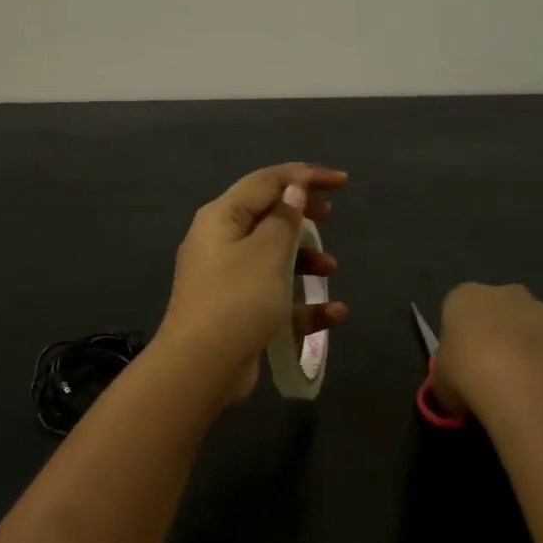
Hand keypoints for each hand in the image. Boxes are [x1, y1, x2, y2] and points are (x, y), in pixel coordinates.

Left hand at [160, 163, 349, 401]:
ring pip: (273, 258)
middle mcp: (220, 242)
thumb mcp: (267, 253)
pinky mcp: (237, 311)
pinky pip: (274, 296)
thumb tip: (293, 189)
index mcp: (221, 217)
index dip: (304, 176)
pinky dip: (302, 302)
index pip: (266, 182)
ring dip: (305, 260)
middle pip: (267, 216)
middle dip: (303, 216)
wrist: (201, 367)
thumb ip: (285, 218)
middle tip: (331, 215)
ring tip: (330, 270)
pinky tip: (333, 314)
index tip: (342, 182)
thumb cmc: (237, 299)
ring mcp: (227, 278)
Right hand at [430, 283, 542, 422]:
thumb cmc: (471, 377)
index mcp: (467, 298)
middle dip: (502, 337)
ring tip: (533, 391)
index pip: (459, 310)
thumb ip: (448, 379)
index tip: (463, 366)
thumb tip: (457, 395)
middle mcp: (510, 294)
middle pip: (504, 312)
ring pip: (542, 329)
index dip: (462, 339)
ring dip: (537, 351)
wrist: (532, 390)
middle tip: (498, 376)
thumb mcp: (441, 384)